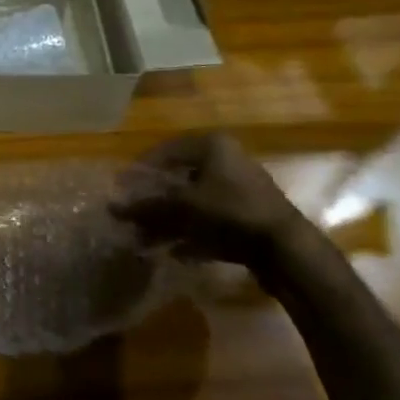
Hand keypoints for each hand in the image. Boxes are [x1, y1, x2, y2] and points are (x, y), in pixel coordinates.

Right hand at [110, 132, 307, 269]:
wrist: (287, 250)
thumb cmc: (230, 212)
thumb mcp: (182, 207)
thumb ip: (146, 206)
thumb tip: (111, 207)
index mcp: (212, 146)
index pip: (163, 151)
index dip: (139, 172)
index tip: (120, 191)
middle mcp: (227, 161)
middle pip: (178, 179)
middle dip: (153, 202)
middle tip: (132, 218)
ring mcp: (239, 189)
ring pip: (193, 203)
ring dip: (169, 222)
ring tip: (147, 241)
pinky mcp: (248, 216)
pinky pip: (210, 221)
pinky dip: (192, 234)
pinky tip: (176, 253)